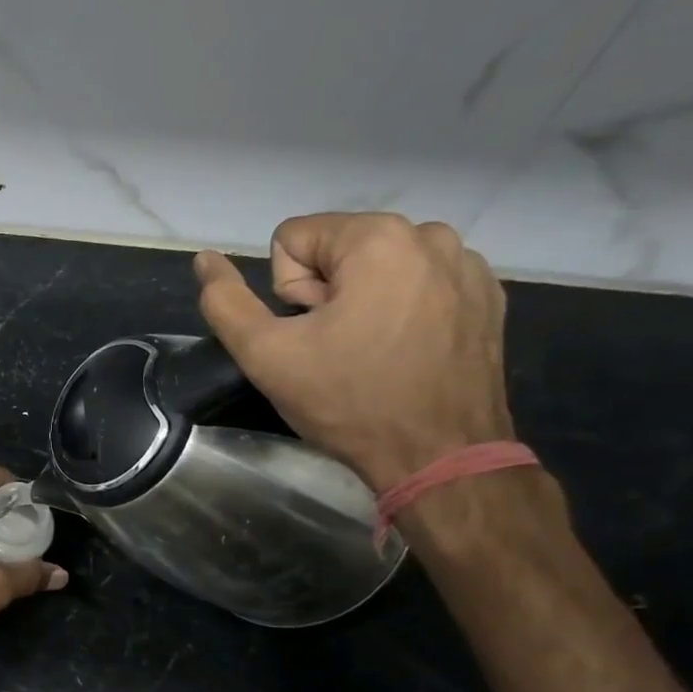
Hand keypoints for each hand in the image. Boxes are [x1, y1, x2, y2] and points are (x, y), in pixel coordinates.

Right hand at [194, 212, 512, 489]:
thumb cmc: (348, 401)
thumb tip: (205, 259)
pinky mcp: (487, 296)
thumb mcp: (266, 354)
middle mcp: (430, 235)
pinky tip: (405, 352)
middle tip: (337, 350)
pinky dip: (404, 310)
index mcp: (377, 238)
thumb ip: (225, 302)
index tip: (310, 335)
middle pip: (337, 250)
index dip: (285, 293)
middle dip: (326, 295)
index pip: (291, 240)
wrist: (439, 456)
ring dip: (364, 301)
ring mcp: (466, 265)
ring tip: (371, 352)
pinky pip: (419, 285)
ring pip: (379, 267)